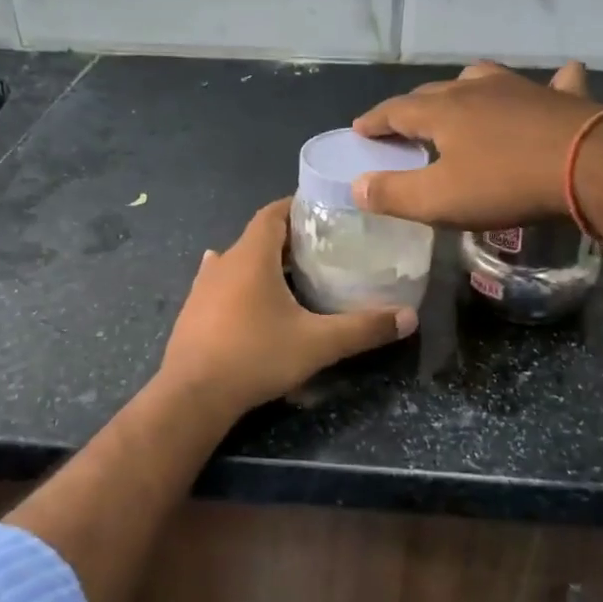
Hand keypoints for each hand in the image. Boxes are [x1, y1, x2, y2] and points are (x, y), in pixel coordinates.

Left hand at [156, 200, 416, 416]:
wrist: (193, 395)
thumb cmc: (255, 357)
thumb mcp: (317, 344)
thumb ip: (363, 328)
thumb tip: (410, 317)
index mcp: (251, 257)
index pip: (273, 213)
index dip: (298, 206)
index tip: (325, 212)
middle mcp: (223, 262)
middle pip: (258, 236)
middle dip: (289, 238)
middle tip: (323, 249)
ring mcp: (202, 287)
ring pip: (238, 261)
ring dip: (263, 262)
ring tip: (293, 274)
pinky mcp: (193, 311)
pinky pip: (221, 284)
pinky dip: (241, 283)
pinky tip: (249, 294)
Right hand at [350, 62, 597, 226]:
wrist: (591, 165)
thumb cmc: (505, 184)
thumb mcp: (439, 200)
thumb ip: (393, 194)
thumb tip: (357, 185)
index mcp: (443, 111)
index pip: (396, 111)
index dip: (375, 121)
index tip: (359, 129)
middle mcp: (478, 90)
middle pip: (435, 92)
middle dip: (413, 107)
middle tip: (403, 124)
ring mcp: (523, 88)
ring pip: (484, 79)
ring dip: (465, 89)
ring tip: (460, 99)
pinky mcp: (564, 98)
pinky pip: (553, 83)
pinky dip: (546, 85)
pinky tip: (554, 84)